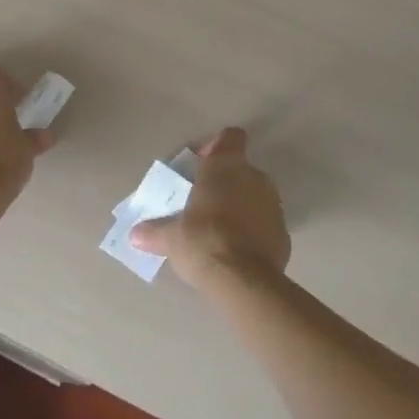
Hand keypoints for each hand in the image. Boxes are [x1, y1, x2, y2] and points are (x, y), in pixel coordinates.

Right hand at [130, 128, 288, 288]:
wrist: (245, 281)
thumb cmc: (203, 242)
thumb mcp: (171, 237)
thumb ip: (154, 231)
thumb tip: (135, 235)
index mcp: (225, 167)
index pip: (230, 138)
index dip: (217, 146)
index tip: (202, 164)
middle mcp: (254, 177)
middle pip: (240, 169)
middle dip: (224, 182)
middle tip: (203, 203)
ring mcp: (273, 205)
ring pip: (254, 195)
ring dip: (240, 206)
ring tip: (219, 229)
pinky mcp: (284, 232)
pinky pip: (264, 222)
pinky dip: (253, 230)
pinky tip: (237, 250)